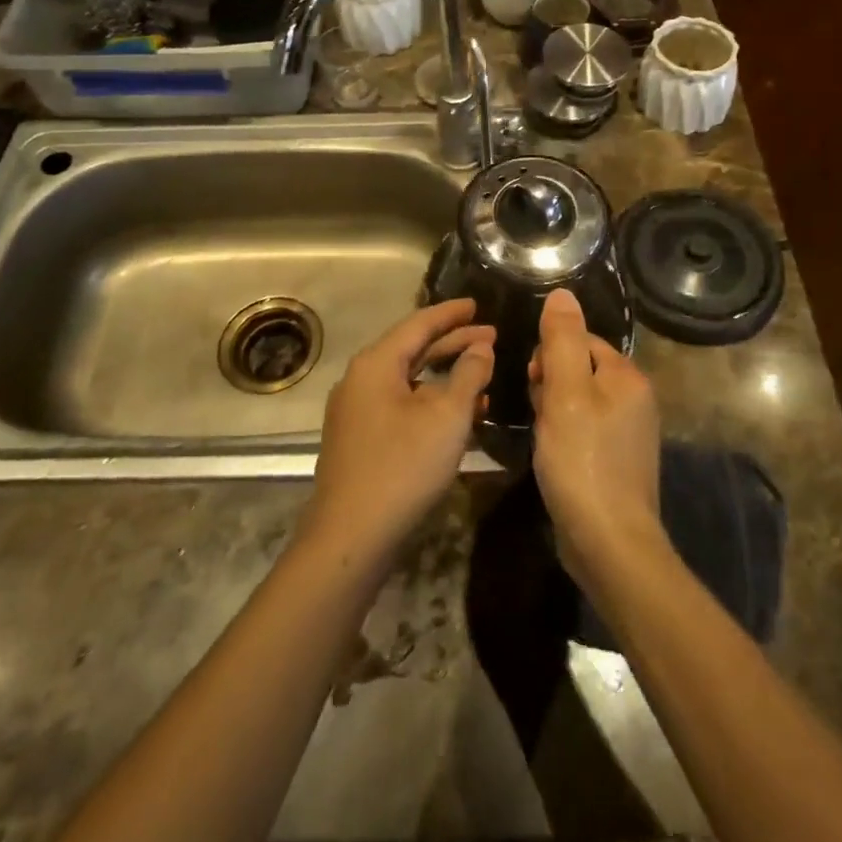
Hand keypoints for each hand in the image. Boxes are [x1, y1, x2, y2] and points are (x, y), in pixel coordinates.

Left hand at [305, 299, 493, 561]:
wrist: (350, 538)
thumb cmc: (403, 466)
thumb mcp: (447, 417)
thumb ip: (469, 375)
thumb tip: (482, 348)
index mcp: (376, 364)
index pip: (418, 323)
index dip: (451, 313)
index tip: (477, 303)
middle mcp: (361, 379)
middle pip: (413, 350)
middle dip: (454, 343)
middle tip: (491, 337)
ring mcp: (357, 411)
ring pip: (409, 381)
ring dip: (447, 377)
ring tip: (484, 375)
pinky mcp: (361, 439)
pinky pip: (402, 406)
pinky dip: (432, 403)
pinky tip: (460, 416)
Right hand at [529, 289, 663, 587]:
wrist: (610, 544)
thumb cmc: (583, 461)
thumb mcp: (565, 393)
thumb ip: (562, 340)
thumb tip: (562, 293)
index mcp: (627, 377)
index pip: (581, 341)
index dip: (549, 356)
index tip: (533, 383)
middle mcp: (635, 399)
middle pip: (579, 369)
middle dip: (550, 384)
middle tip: (539, 415)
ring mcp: (629, 433)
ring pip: (578, 401)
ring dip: (553, 412)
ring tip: (543, 438)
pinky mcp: (617, 461)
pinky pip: (583, 430)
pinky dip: (564, 436)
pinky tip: (553, 457)